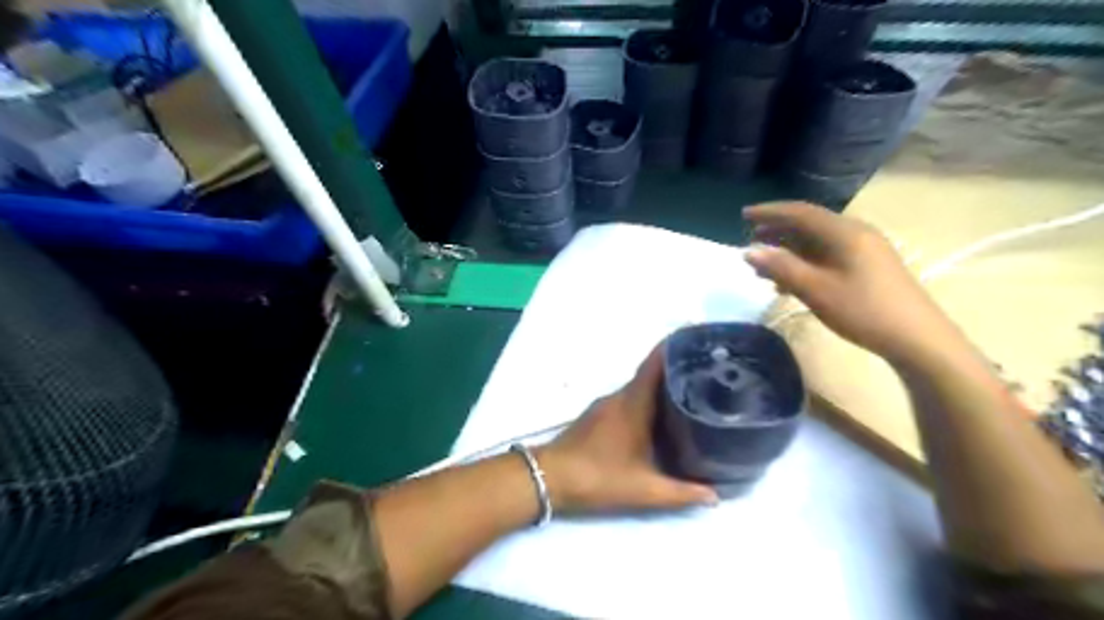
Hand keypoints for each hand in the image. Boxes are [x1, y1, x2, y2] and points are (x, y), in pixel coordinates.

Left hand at [537, 349, 725, 512]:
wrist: (550, 478)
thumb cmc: (599, 477)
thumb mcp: (643, 490)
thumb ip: (680, 493)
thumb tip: (715, 496)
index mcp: (632, 404)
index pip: (654, 365)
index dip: (673, 348)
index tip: (695, 339)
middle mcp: (619, 397)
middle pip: (650, 373)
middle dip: (675, 368)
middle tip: (705, 370)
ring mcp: (605, 405)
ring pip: (638, 387)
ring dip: (660, 385)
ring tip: (690, 390)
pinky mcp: (597, 415)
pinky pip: (628, 398)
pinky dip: (646, 399)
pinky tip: (659, 414)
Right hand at [741, 201, 967, 360]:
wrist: (916, 338)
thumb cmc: (862, 310)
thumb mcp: (815, 289)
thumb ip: (781, 267)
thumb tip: (749, 251)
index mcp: (844, 232)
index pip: (800, 212)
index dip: (769, 212)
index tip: (743, 215)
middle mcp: (855, 232)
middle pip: (809, 224)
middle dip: (778, 230)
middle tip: (752, 238)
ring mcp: (865, 248)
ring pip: (818, 241)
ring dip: (790, 249)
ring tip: (766, 265)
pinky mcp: (869, 265)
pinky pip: (829, 254)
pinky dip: (806, 261)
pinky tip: (792, 281)